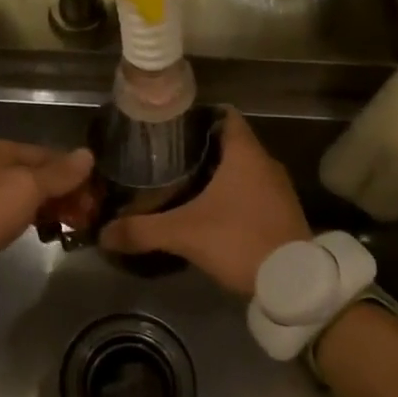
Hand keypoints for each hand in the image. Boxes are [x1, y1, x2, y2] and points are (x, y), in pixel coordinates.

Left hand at [0, 139, 94, 276]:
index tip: (96, 205)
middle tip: (84, 222)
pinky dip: (29, 217)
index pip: (54, 156)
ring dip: (50, 207)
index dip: (78, 178)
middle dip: (66, 195)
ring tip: (66, 230)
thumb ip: (58, 174)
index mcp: (5, 149)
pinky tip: (37, 233)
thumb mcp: (25, 190)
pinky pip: (11, 207)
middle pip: (40, 173)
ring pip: (26, 192)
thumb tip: (89, 154)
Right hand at [100, 111, 309, 295]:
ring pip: (240, 167)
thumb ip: (142, 230)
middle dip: (198, 147)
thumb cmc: (240, 240)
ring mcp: (277, 188)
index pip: (223, 115)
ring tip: (180, 181)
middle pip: (228, 141)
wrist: (294, 282)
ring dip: (215, 171)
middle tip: (164, 156)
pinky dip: (230, 193)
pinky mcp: (281, 211)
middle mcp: (265, 162)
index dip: (196, 116)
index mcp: (245, 153)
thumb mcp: (184, 234)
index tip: (169, 126)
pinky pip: (251, 189)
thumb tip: (103, 233)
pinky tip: (207, 209)